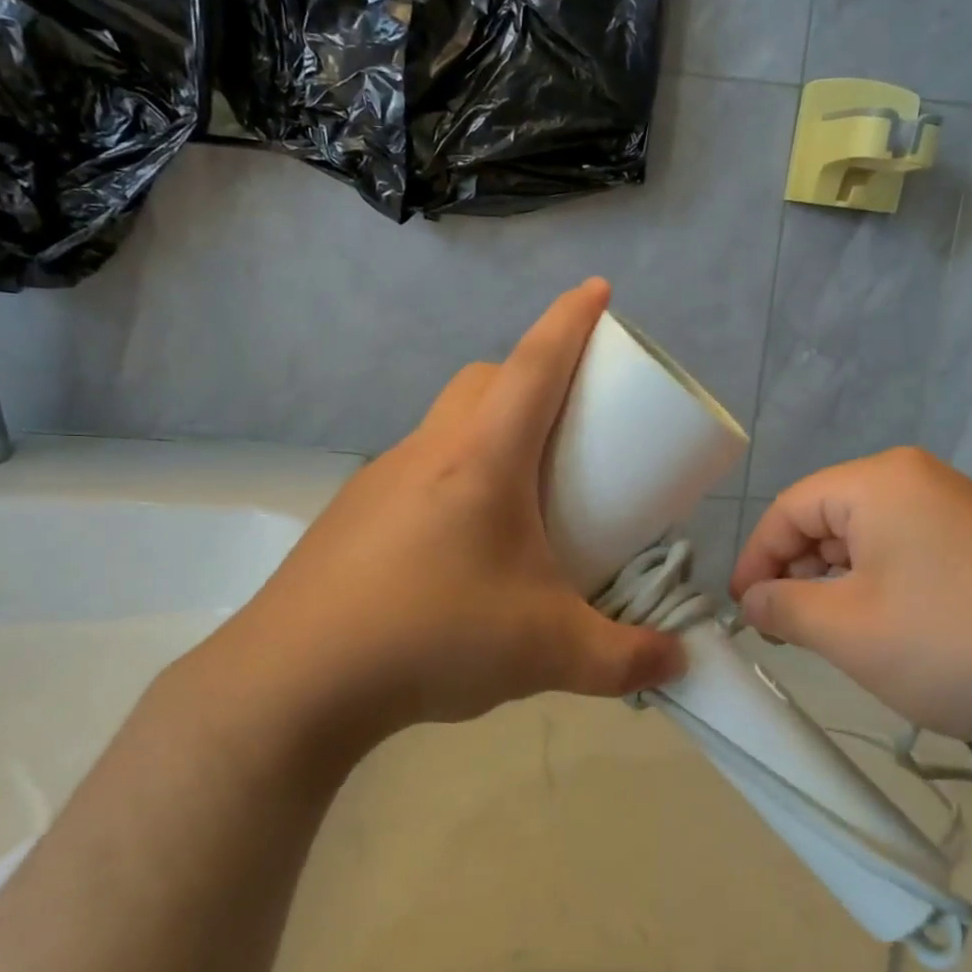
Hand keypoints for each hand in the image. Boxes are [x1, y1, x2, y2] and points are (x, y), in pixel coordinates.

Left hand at [199, 279, 685, 753]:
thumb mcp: (547, 651)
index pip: (535, 363)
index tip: (597, 289)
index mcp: (483, 459)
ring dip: (486, 432)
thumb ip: (624, 661)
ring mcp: (381, 480)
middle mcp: (429, 451)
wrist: (294, 682)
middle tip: (566, 422)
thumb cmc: (434, 637)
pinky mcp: (353, 515)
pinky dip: (450, 479)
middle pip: (484, 380)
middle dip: (530, 377)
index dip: (571, 319)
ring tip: (518, 495)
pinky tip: (458, 546)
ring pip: (445, 424)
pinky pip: (416, 471)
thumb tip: (676, 662)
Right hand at [730, 448, 971, 761]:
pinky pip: (907, 553)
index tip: (740, 609)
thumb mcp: (844, 629)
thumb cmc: (949, 643)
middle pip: (829, 518)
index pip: (791, 507)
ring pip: (867, 538)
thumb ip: (781, 607)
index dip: (756, 557)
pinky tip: (880, 630)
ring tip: (828, 635)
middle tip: (782, 628)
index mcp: (881, 480)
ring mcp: (959, 510)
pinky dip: (877, 586)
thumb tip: (752, 601)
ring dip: (835, 584)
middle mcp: (920, 480)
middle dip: (796, 572)